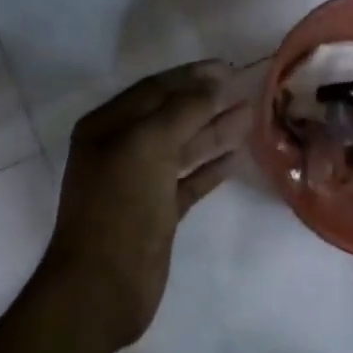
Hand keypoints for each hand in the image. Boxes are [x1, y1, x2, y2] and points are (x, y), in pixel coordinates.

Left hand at [40, 61, 249, 349]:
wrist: (103, 285)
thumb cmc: (119, 207)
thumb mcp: (146, 146)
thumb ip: (182, 110)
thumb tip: (215, 83)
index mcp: (105, 127)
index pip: (153, 90)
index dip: (191, 77)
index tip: (229, 67)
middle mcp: (119, 150)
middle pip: (169, 116)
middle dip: (205, 101)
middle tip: (246, 88)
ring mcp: (139, 183)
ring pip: (181, 148)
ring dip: (213, 130)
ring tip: (249, 115)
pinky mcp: (157, 213)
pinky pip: (187, 181)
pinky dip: (210, 168)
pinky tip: (236, 156)